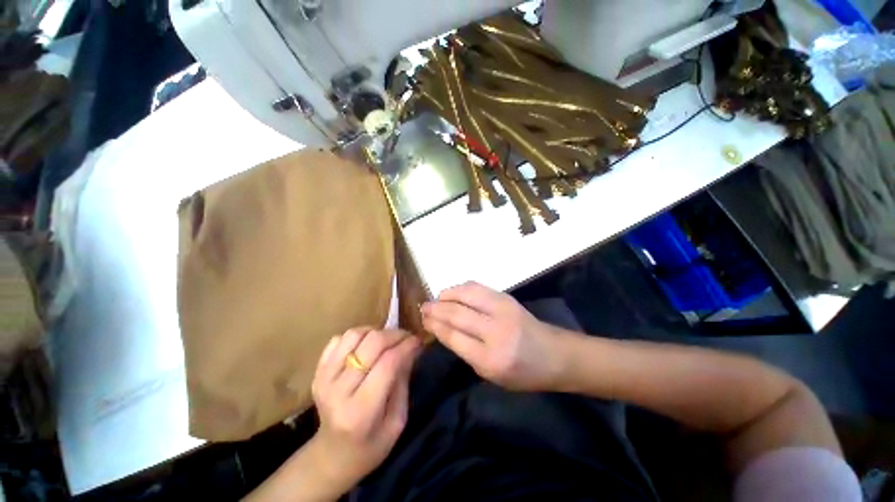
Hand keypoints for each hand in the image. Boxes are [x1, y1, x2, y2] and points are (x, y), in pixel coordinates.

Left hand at [309, 328, 420, 487]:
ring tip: (387, 341)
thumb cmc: (371, 445)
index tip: (418, 341)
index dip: (406, 346)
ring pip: (354, 335)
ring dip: (376, 332)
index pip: (388, 363)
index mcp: (361, 411)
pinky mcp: (317, 371)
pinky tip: (366, 346)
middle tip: (407, 338)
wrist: (331, 457)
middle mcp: (339, 391)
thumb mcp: (397, 421)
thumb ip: (403, 382)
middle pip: (372, 343)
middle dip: (395, 335)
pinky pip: (338, 339)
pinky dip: (357, 336)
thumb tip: (412, 347)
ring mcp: (324, 378)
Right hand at [421, 282, 566, 391]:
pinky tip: (454, 293)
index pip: (453, 336)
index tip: (423, 319)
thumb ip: (465, 350)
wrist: (554, 354)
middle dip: (436, 309)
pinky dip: (461, 288)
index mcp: (490, 359)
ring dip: (447, 294)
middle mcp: (496, 331)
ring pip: (466, 294)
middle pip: (457, 313)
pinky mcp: (507, 297)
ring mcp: (503, 310)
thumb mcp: (490, 374)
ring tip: (437, 299)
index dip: (435, 325)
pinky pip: (477, 288)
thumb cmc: (522, 373)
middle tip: (424, 307)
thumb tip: (442, 328)